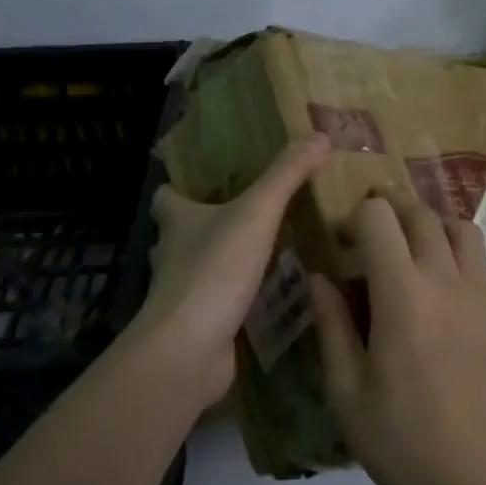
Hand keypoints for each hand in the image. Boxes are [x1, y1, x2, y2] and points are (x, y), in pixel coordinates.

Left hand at [131, 135, 331, 410]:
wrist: (190, 348)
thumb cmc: (215, 269)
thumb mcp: (257, 213)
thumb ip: (287, 176)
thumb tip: (319, 136)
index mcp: (177, 221)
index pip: (166, 196)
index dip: (179, 188)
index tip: (203, 183)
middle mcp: (171, 254)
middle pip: (180, 234)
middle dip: (205, 226)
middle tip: (247, 217)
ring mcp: (181, 294)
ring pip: (197, 270)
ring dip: (221, 263)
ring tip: (262, 256)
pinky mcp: (195, 327)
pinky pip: (215, 306)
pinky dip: (233, 301)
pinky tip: (265, 300)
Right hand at [309, 188, 485, 484]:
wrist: (479, 484)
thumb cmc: (401, 441)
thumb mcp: (346, 391)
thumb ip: (331, 325)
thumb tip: (319, 277)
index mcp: (401, 292)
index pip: (379, 218)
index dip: (356, 217)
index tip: (344, 241)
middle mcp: (447, 280)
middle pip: (422, 214)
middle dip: (393, 206)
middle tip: (373, 224)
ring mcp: (485, 298)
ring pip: (466, 231)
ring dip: (437, 227)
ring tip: (419, 248)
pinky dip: (477, 267)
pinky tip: (462, 291)